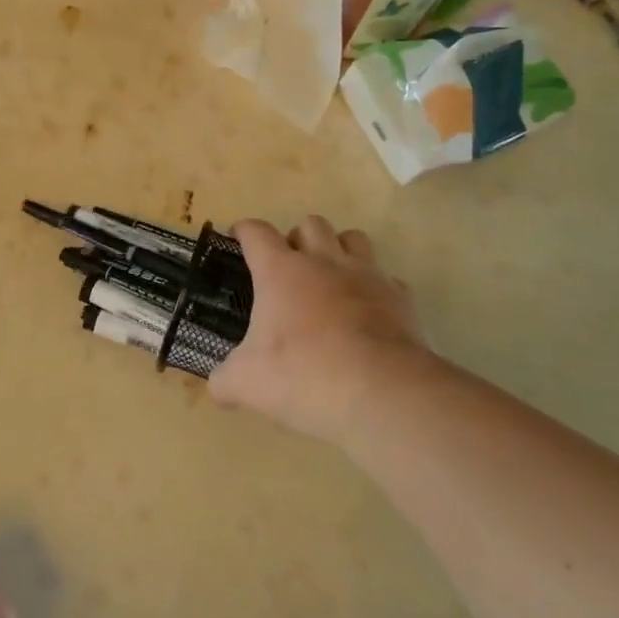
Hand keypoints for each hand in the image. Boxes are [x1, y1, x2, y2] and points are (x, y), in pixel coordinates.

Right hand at [209, 216, 430, 447]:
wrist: (382, 393)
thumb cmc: (304, 376)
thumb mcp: (247, 383)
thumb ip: (225, 380)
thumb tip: (218, 387)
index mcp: (281, 271)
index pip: (257, 232)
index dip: (244, 230)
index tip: (238, 238)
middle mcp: (324, 262)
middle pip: (310, 224)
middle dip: (297, 238)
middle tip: (289, 267)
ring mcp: (366, 276)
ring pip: (353, 238)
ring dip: (339, 250)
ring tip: (331, 278)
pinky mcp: (400, 298)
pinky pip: (386, 279)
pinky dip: (374, 288)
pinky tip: (367, 311)